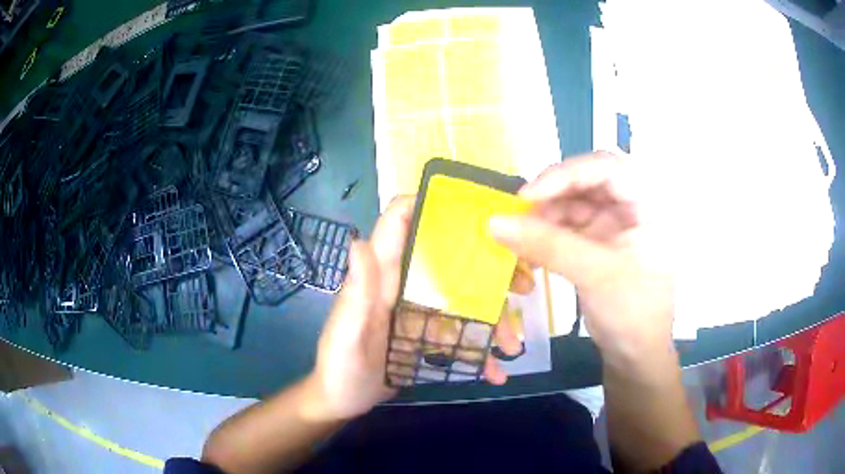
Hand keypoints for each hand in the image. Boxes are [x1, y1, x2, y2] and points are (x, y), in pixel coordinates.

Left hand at [309, 195, 524, 421]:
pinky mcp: (424, 334)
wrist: (342, 400)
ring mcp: (416, 310)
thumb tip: (358, 241)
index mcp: (382, 275)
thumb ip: (358, 293)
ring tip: (511, 345)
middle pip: (448, 260)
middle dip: (488, 268)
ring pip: (462, 300)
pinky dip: (477, 351)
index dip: (428, 204)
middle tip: (523, 284)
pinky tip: (494, 371)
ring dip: (491, 319)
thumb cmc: (339, 365)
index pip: (399, 222)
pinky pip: (458, 334)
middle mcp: (402, 284)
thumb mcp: (347, 333)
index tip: (474, 210)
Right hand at [488, 151, 674, 367]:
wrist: (635, 355)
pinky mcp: (597, 243)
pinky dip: (546, 234)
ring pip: (572, 204)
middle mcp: (630, 207)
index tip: (529, 196)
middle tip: (519, 212)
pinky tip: (529, 248)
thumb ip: (546, 245)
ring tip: (518, 235)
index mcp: (646, 204)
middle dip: (552, 194)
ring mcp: (613, 225)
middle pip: (586, 182)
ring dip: (544, 216)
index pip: (606, 167)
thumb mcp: (593, 274)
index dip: (567, 173)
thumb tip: (494, 222)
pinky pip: (567, 228)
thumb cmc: (631, 312)